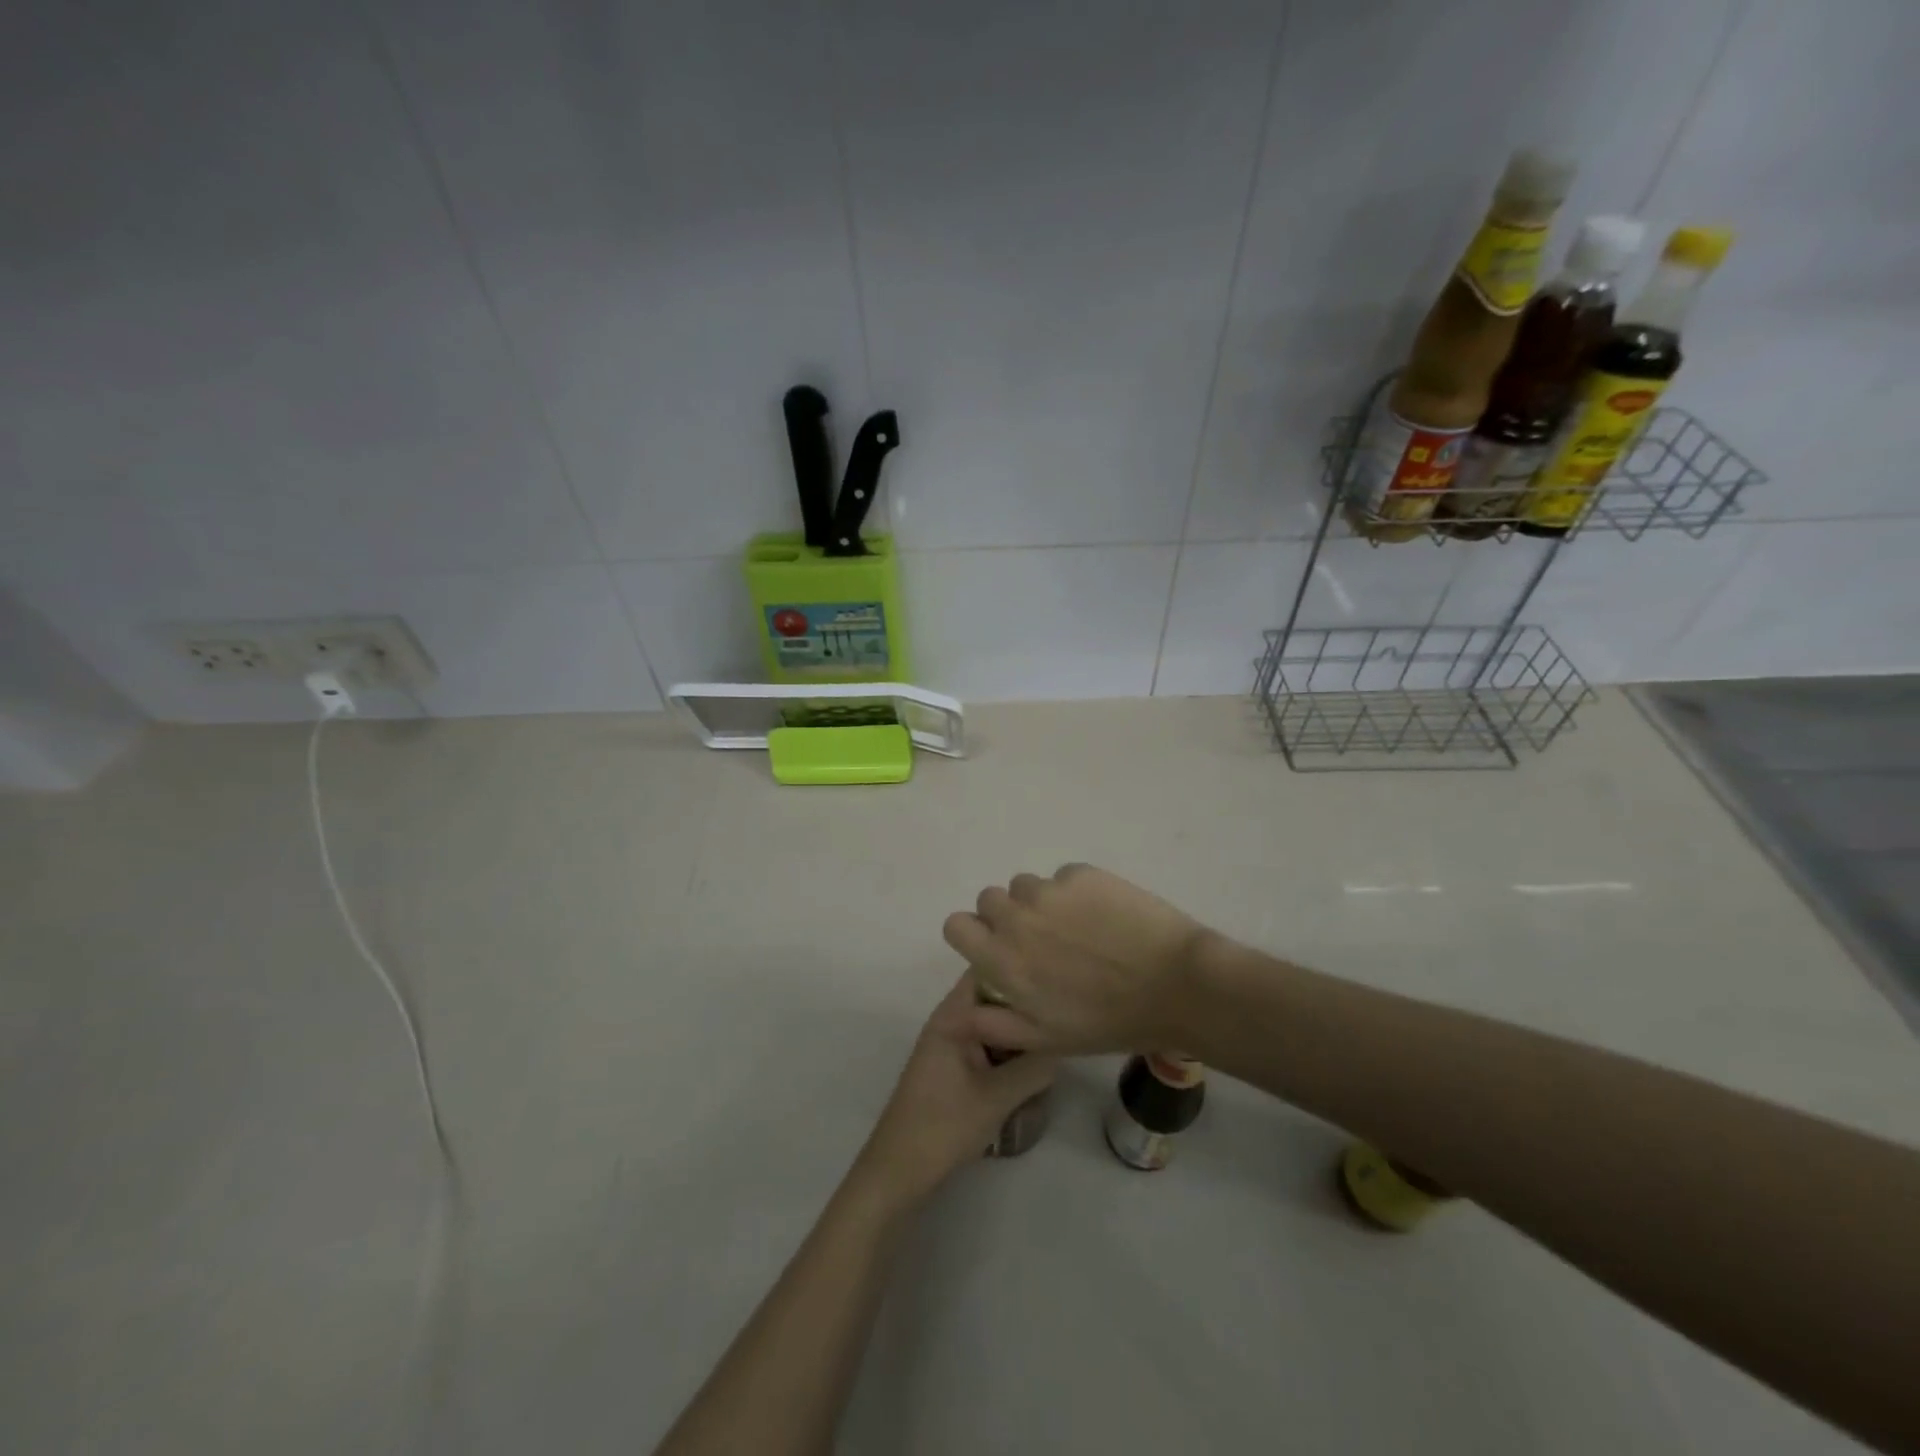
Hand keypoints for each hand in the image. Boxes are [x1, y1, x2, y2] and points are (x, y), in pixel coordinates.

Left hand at [854, 976, 1058, 1203]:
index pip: (988, 970)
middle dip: (1026, 1008)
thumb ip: (1035, 1066)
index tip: (1055, 981)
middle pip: (995, 998)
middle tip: (1062, 1021)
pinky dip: (1009, 1054)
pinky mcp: (955, 1066)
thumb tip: (1064, 1042)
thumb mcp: (998, 1096)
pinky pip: (989, 1046)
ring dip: (1020, 1035)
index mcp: (953, 1015)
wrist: (900, 1170)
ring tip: (1053, 1048)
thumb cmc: (944, 1125)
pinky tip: (1032, 1073)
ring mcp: (952, 1043)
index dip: (1020, 967)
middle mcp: (951, 1020)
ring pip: (995, 1024)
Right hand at [941, 864, 1214, 1055]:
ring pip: (1027, 886)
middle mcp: (1016, 917)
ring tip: (1077, 929)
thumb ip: (992, 1024)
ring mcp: (1050, 890)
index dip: (973, 935)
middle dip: (1006, 917)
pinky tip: (1103, 916)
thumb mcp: (1045, 1039)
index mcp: (1003, 959)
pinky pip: (1064, 877)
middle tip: (1042, 941)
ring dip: (1040, 903)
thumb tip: (953, 1015)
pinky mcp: (1082, 873)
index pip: (956, 925)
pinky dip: (1075, 892)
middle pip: (989, 899)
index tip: (996, 947)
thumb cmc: (1108, 1021)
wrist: (1175, 985)